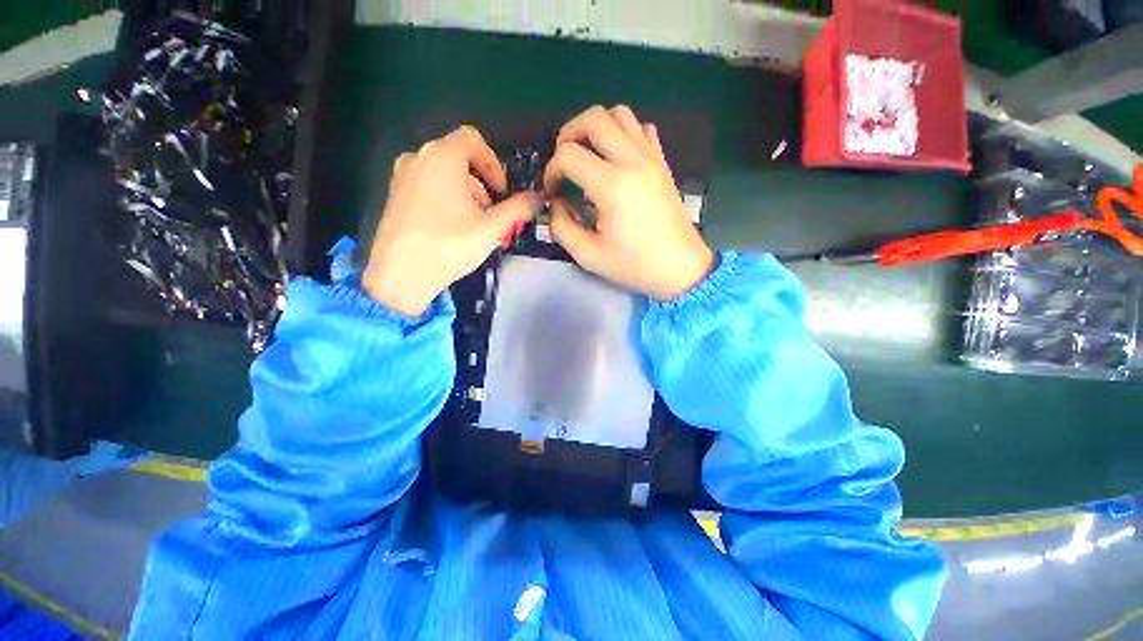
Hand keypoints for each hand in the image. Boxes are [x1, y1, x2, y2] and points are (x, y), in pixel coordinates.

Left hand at [364, 126, 540, 315]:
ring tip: (473, 223)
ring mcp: (402, 175)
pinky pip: (427, 184)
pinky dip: (446, 196)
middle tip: (491, 212)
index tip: (502, 192)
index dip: (494, 164)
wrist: (400, 274)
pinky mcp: (394, 193)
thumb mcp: (492, 228)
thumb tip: (539, 197)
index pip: (474, 140)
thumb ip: (518, 209)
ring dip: (466, 191)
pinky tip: (451, 227)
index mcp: (442, 157)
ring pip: (443, 172)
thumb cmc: (450, 245)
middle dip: (482, 182)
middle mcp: (418, 157)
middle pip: (459, 156)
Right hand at [543, 105, 714, 299]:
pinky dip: (622, 132)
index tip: (553, 191)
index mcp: (612, 186)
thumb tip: (556, 203)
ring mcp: (651, 158)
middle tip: (563, 162)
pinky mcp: (662, 162)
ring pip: (619, 114)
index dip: (551, 170)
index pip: (568, 155)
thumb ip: (561, 226)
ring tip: (586, 154)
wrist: (680, 267)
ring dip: (595, 127)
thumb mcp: (588, 256)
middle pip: (593, 118)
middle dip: (568, 135)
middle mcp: (633, 162)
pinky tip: (615, 158)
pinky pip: (641, 128)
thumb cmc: (634, 265)